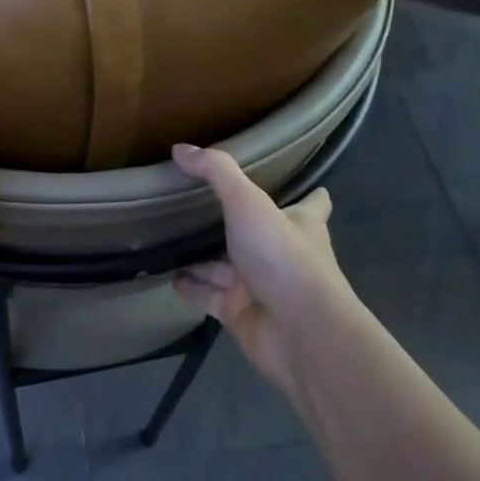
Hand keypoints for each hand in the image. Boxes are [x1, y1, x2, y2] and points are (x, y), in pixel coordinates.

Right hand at [170, 144, 361, 399]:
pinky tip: (167, 275)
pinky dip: (191, 286)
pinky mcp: (240, 313)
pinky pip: (209, 295)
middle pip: (259, 233)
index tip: (293, 180)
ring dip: (203, 256)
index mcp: (300, 224)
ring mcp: (261, 286)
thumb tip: (180, 148)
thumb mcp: (248, 202)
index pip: (311, 204)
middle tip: (199, 202)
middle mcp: (283, 254)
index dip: (306, 192)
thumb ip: (216, 173)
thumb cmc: (282, 257)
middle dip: (235, 222)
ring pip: (226, 266)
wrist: (299, 332)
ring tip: (169, 236)